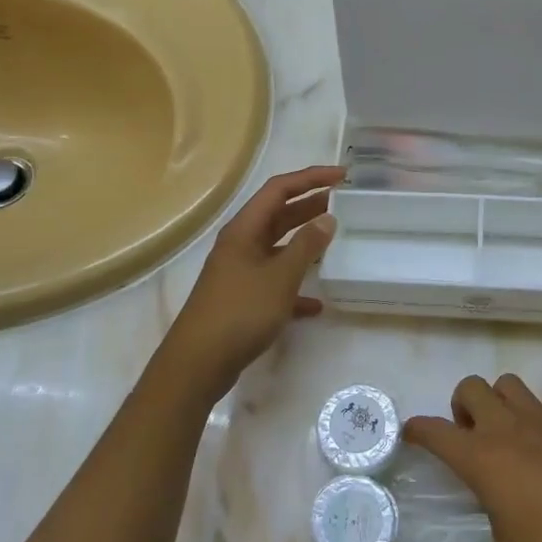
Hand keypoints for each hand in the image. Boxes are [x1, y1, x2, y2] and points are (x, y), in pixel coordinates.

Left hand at [156, 165, 343, 402]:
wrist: (197, 364)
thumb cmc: (240, 312)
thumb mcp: (280, 276)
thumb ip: (306, 245)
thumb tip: (327, 217)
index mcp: (244, 229)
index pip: (279, 189)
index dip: (310, 178)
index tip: (342, 176)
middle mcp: (240, 244)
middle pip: (278, 215)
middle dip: (309, 205)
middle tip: (343, 202)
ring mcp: (240, 272)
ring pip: (277, 247)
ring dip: (304, 242)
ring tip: (335, 240)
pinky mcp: (242, 300)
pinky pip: (274, 282)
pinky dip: (295, 286)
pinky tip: (316, 303)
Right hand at [404, 375, 541, 541]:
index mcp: (483, 459)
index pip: (436, 432)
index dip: (418, 429)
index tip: (412, 434)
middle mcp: (509, 428)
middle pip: (471, 388)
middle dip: (462, 406)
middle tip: (472, 439)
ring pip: (510, 384)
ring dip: (502, 401)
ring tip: (510, 436)